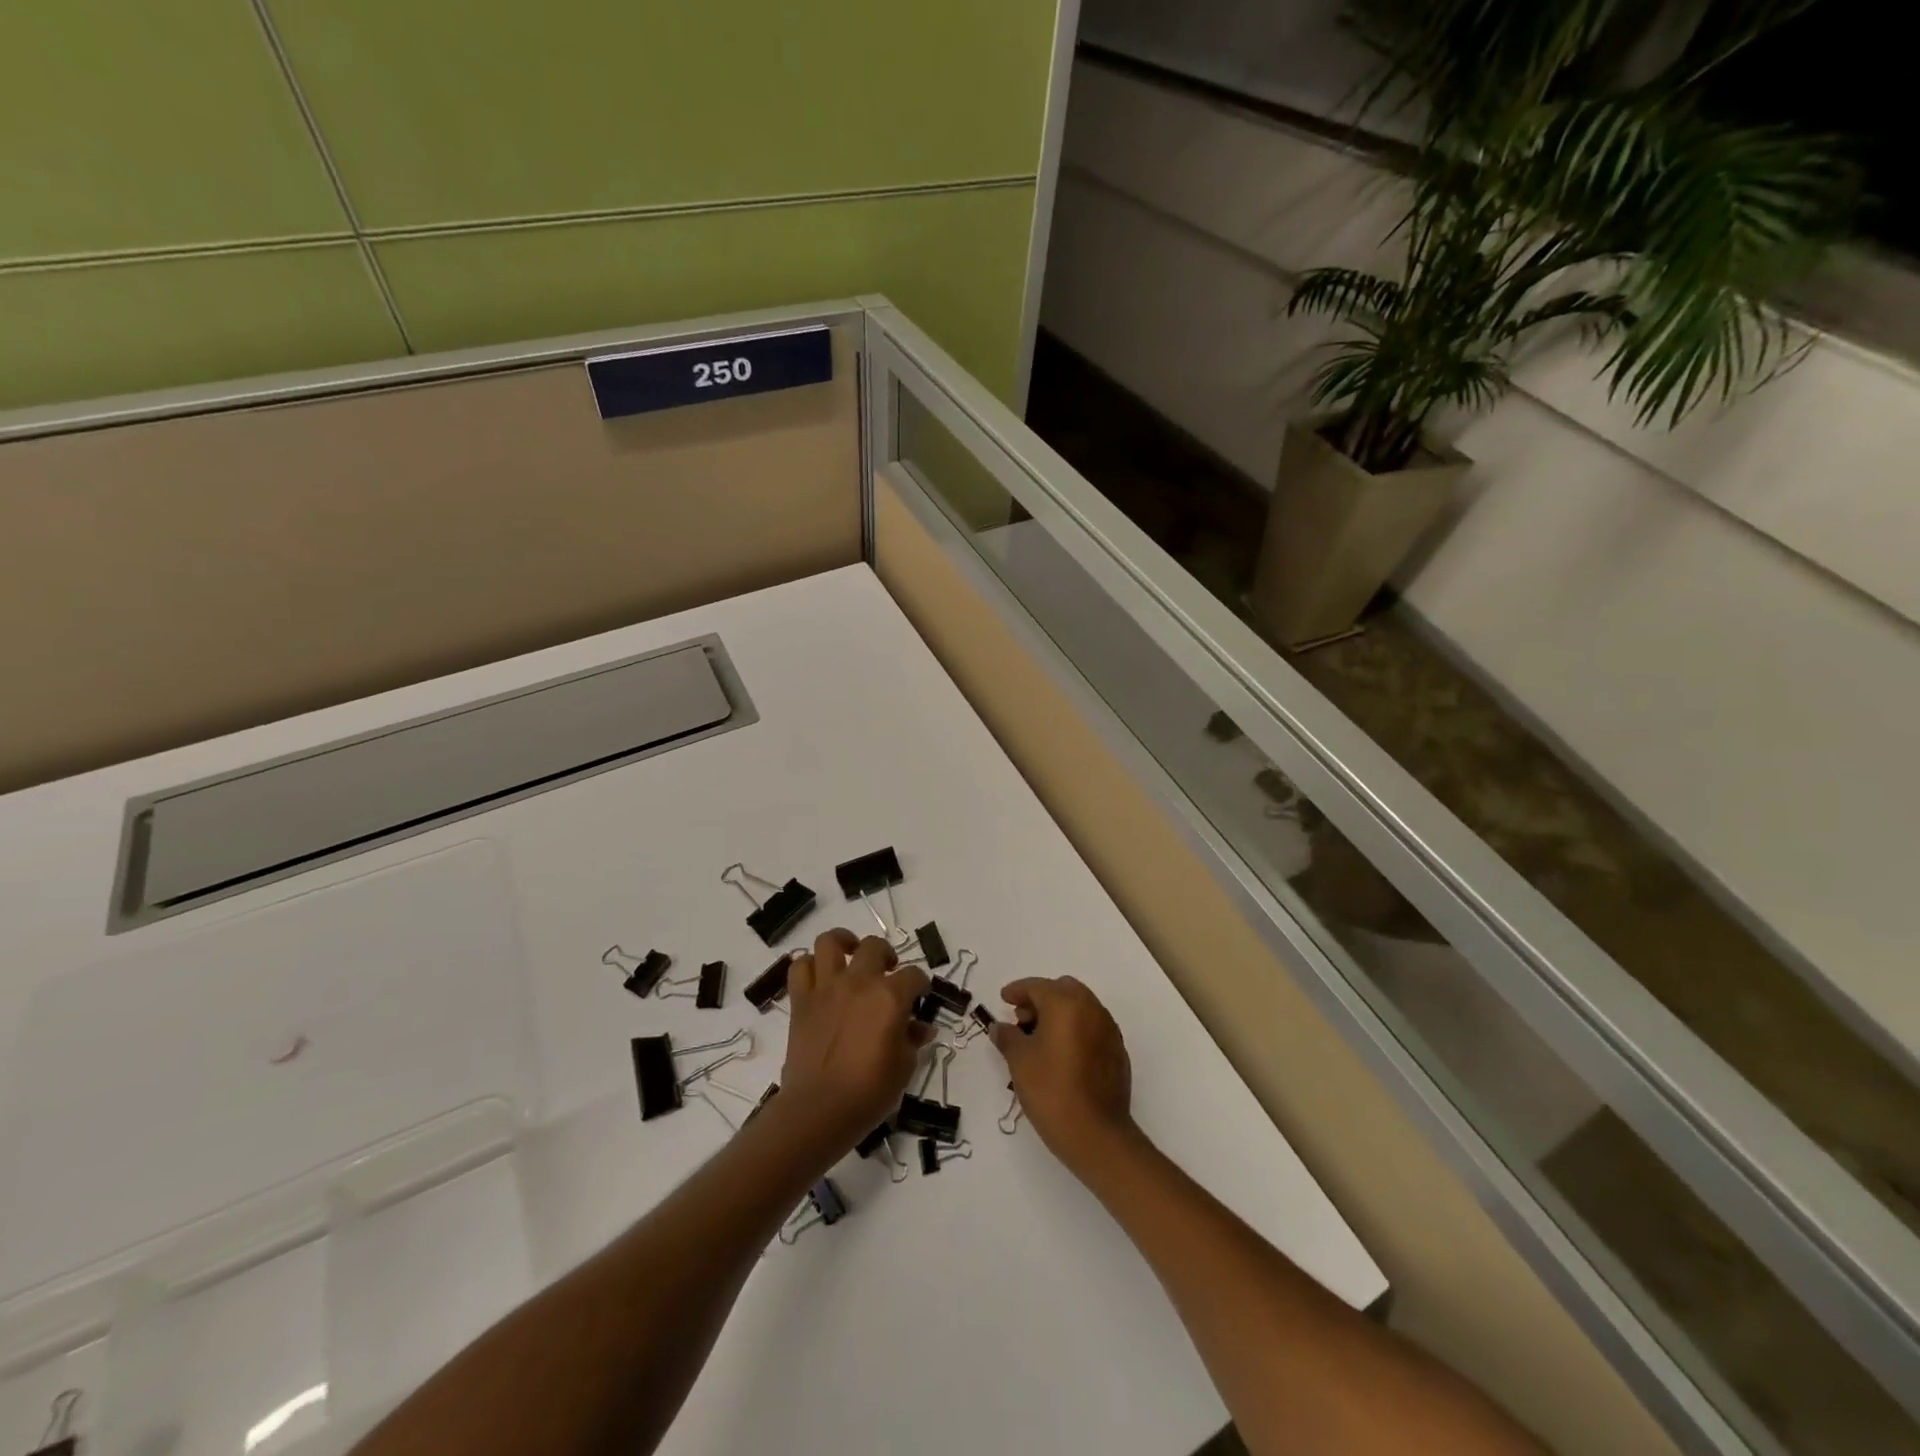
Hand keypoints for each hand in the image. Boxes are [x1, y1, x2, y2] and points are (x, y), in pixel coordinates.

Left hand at [780, 929, 931, 1150]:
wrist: (819, 1110)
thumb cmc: (869, 1092)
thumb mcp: (904, 1067)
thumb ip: (913, 1039)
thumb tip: (920, 1028)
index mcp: (890, 997)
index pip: (914, 976)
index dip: (920, 984)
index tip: (920, 995)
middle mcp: (859, 982)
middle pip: (874, 946)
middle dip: (886, 955)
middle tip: (887, 972)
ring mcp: (827, 987)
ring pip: (830, 942)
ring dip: (843, 943)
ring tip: (850, 955)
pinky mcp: (801, 1000)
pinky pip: (800, 967)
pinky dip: (809, 966)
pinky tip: (820, 978)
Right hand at [990, 976, 1137, 1178]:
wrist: (1097, 1135)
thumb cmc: (1052, 1091)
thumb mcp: (1019, 1062)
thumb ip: (1007, 1037)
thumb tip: (999, 1026)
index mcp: (1066, 1004)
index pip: (1037, 986)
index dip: (1017, 990)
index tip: (1004, 999)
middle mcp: (1091, 1009)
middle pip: (1063, 989)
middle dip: (1041, 998)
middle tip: (1022, 1019)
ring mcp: (1109, 1029)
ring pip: (1081, 1007)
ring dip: (1060, 1013)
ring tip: (1040, 1038)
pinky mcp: (1118, 1051)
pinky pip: (1093, 1027)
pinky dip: (1076, 1029)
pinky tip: (1063, 1054)